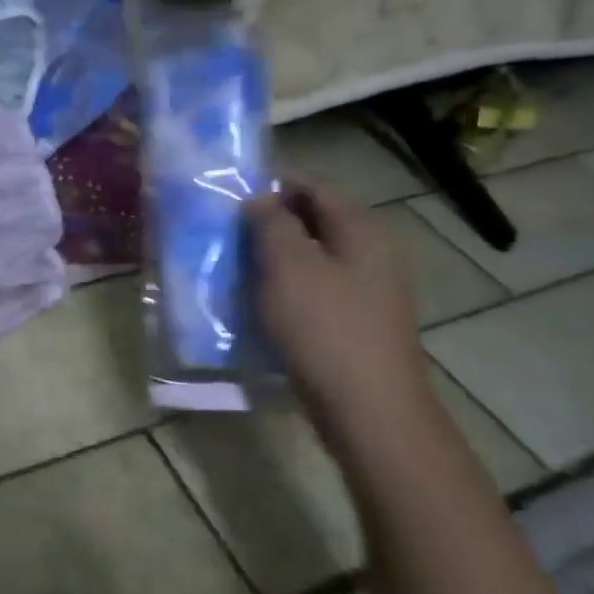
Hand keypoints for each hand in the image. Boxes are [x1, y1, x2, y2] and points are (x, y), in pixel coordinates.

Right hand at [246, 176, 442, 454]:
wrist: (368, 410)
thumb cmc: (325, 328)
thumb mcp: (288, 266)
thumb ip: (271, 223)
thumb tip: (259, 198)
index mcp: (360, 229)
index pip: (313, 186)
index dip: (271, 184)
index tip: (228, 193)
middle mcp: (370, 252)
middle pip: (313, 222)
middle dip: (267, 223)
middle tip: (223, 232)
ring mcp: (366, 290)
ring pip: (310, 259)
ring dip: (272, 259)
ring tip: (231, 266)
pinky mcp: (354, 322)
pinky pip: (313, 291)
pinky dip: (284, 289)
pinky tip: (256, 303)